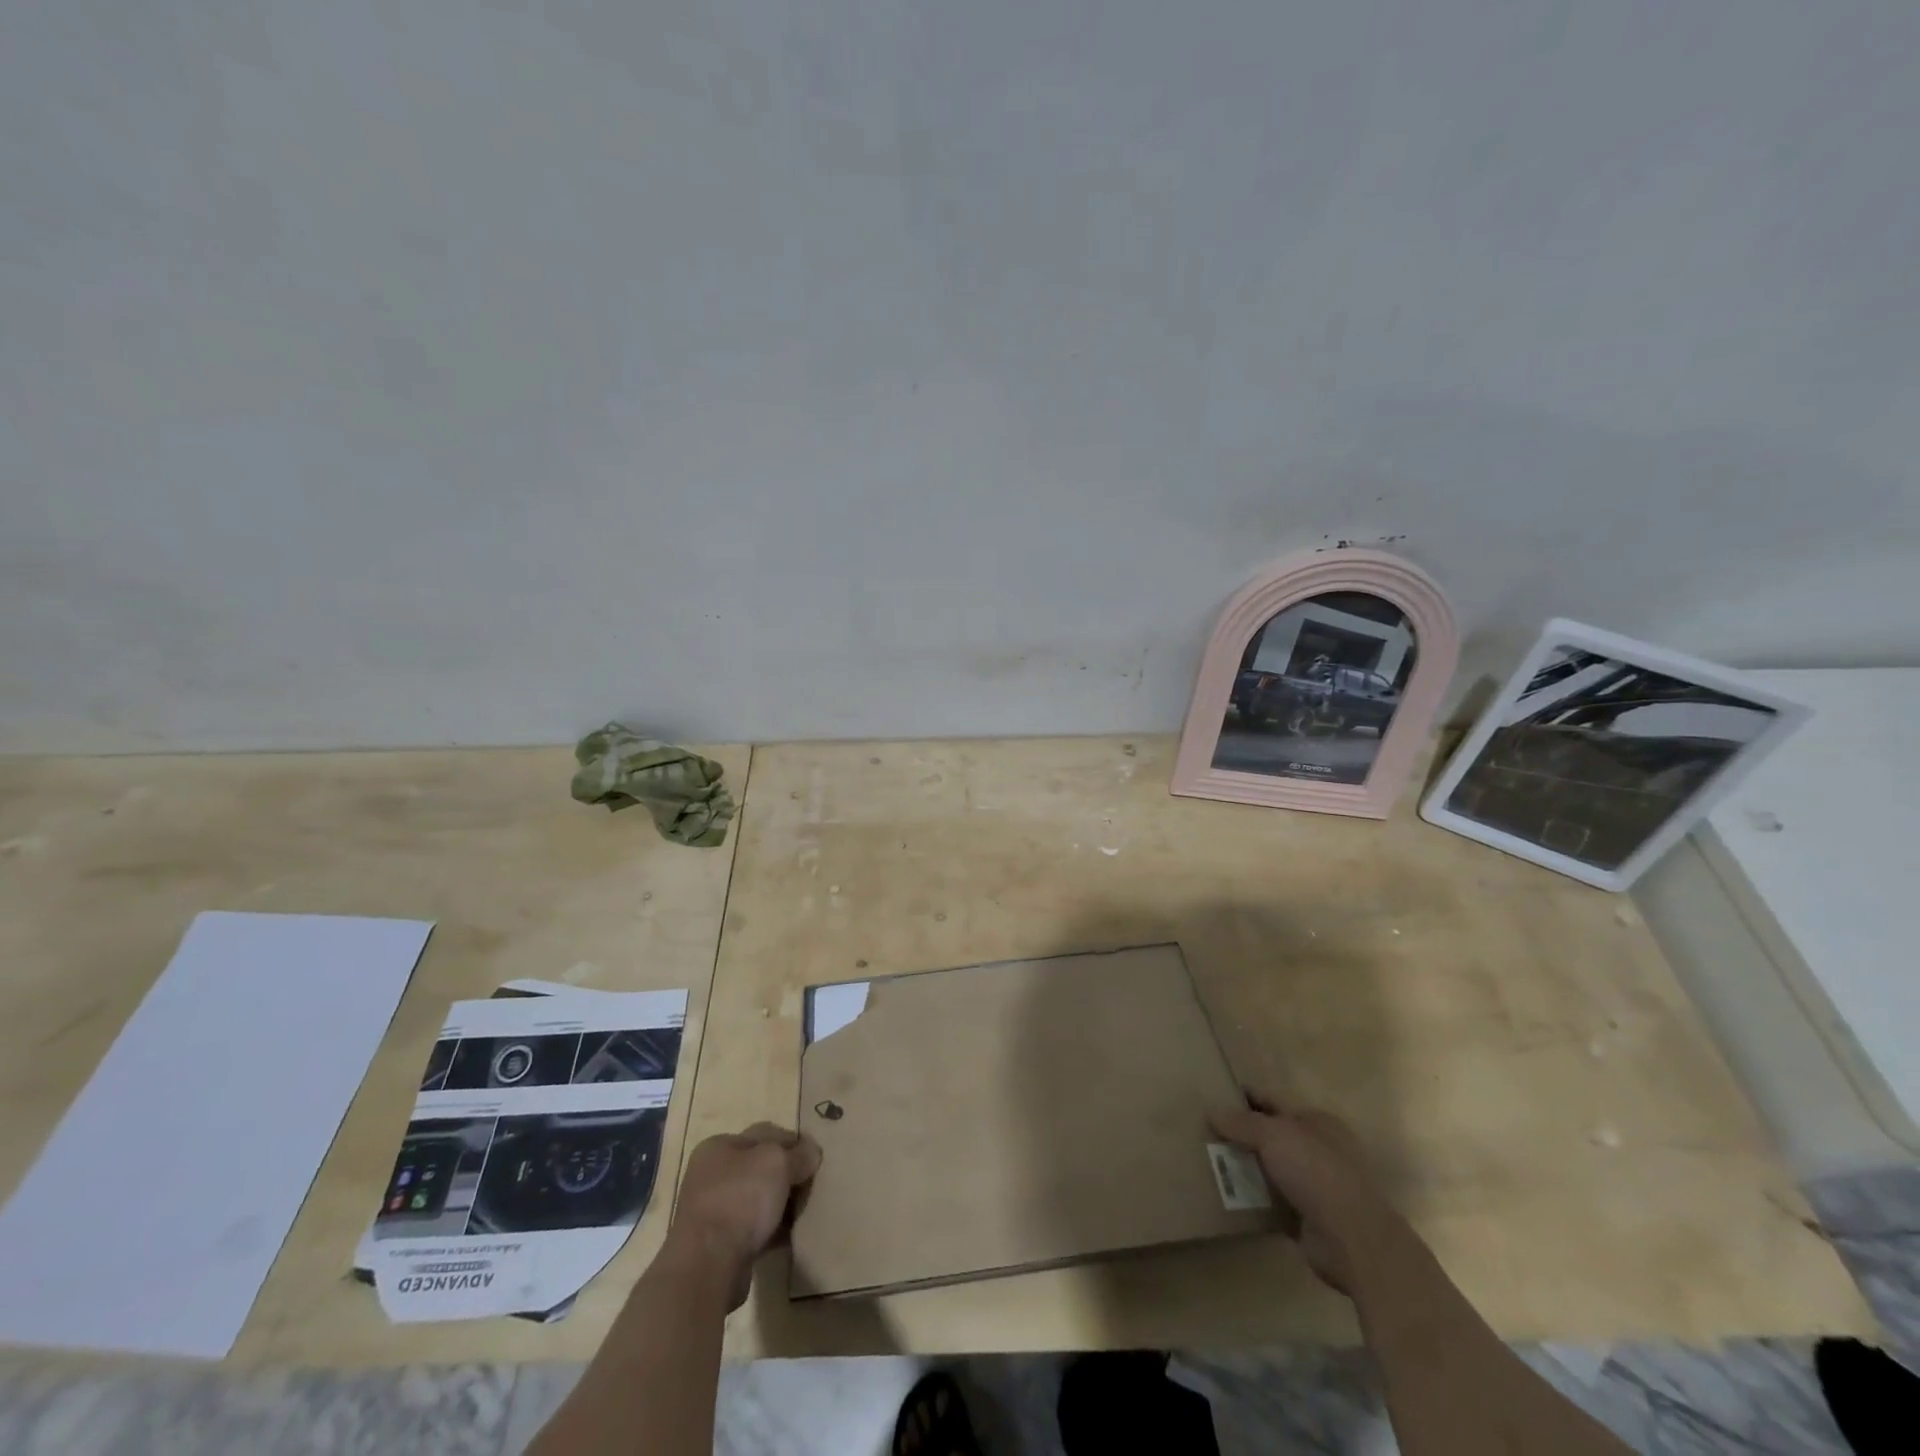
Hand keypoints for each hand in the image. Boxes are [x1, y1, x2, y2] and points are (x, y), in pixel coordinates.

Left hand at [667, 1122, 820, 1308]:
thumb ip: (799, 1154)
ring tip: (806, 1211)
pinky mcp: (718, 1246)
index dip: (792, 1142)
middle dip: (787, 1175)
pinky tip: (792, 1236)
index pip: (764, 1134)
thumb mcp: (777, 1162)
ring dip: (781, 1205)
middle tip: (812, 1184)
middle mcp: (711, 1176)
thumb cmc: (740, 1198)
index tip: (814, 1156)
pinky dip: (772, 1231)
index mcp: (718, 1147)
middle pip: (760, 1168)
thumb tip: (811, 1153)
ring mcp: (712, 1213)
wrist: (708, 1267)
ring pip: (758, 1200)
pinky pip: (754, 1230)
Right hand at [1209, 1097, 1404, 1292]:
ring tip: (1208, 1161)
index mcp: (1316, 1121)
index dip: (1245, 1097)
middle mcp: (1318, 1149)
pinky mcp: (1307, 1217)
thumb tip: (1212, 1111)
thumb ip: (1241, 1122)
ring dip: (1245, 1167)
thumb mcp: (1273, 1134)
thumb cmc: (1315, 1171)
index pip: (1273, 1100)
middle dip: (1241, 1134)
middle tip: (1204, 1131)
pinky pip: (1271, 1200)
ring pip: (1270, 1168)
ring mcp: (1315, 1185)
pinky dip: (1253, 1198)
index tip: (1214, 1097)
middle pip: (1271, 1135)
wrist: (1351, 1238)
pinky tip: (1227, 1194)